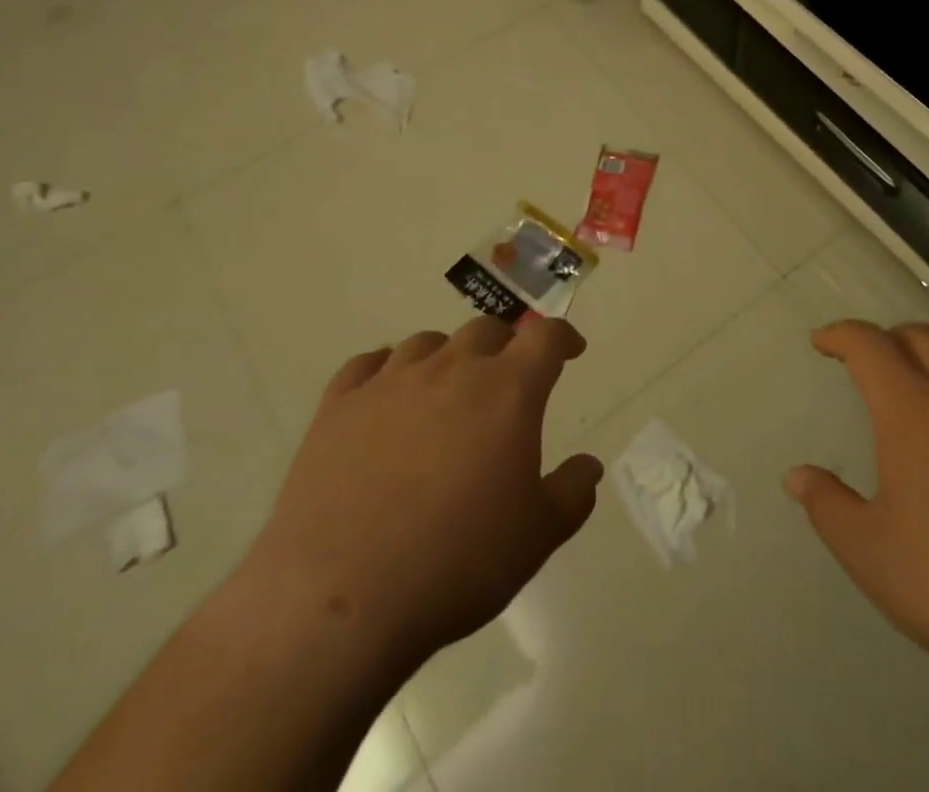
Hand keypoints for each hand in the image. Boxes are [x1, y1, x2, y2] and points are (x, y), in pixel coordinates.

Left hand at [236, 315, 603, 681]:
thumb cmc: (456, 563)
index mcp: (507, 390)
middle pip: (486, 329)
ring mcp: (391, 382)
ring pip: (427, 342)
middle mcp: (452, 369)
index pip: (545, 337)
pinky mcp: (338, 405)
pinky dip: (385, 369)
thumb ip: (572, 493)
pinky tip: (385, 391)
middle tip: (507, 378)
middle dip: (505, 345)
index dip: (563, 337)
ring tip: (446, 388)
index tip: (571, 350)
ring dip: (447, 356)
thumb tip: (590, 465)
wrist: (340, 599)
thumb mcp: (536, 537)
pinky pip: (366, 364)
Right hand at [786, 319, 928, 714]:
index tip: (823, 341)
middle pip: (919, 335)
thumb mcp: (873, 555)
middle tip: (872, 362)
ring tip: (928, 365)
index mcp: (913, 408)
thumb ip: (828, 507)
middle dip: (887, 339)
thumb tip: (796, 476)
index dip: (840, 335)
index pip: (868, 344)